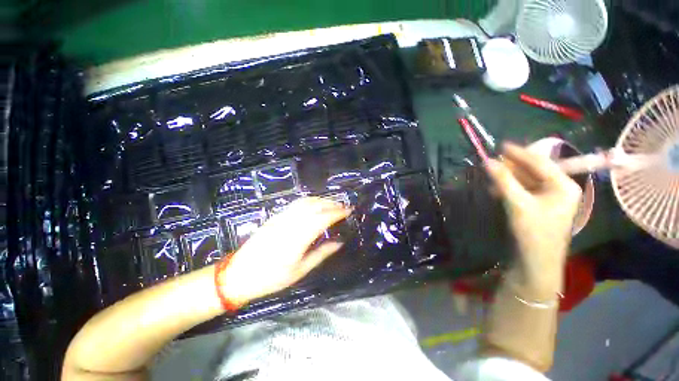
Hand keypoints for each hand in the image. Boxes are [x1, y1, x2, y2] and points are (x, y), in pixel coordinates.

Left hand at [220, 197, 350, 305]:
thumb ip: (321, 254)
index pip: (322, 218)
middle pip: (314, 206)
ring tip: (333, 204)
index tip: (348, 211)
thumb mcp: (299, 270)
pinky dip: (310, 201)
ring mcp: (281, 218)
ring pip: (305, 202)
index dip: (337, 212)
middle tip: (344, 207)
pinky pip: (296, 204)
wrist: (239, 274)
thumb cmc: (271, 278)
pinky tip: (315, 205)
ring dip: (321, 200)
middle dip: (331, 204)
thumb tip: (339, 242)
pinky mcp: (275, 217)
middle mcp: (290, 223)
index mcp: (297, 238)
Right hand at [486, 143, 581, 291]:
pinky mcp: (539, 206)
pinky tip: (497, 189)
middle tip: (492, 162)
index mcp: (564, 186)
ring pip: (527, 180)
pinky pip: (524, 190)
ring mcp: (550, 198)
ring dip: (509, 178)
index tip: (501, 145)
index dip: (520, 153)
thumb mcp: (518, 204)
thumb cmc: (533, 232)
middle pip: (534, 170)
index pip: (540, 162)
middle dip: (513, 166)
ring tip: (492, 175)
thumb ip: (503, 180)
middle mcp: (560, 189)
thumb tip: (487, 161)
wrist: (536, 261)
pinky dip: (510, 188)